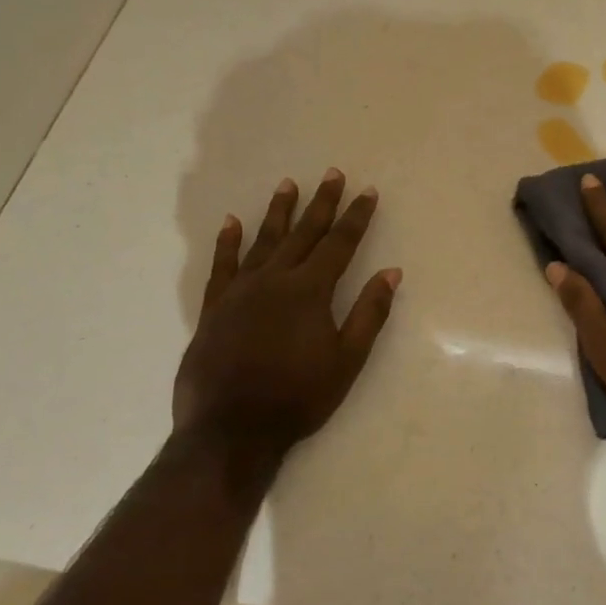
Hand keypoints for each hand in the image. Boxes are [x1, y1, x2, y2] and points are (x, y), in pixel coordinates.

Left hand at [173, 169, 400, 469]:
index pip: (339, 244)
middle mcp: (275, 280)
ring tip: (288, 185)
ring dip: (278, 212)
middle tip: (332, 174)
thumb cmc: (298, 397)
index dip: (356, 217)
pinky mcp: (214, 307)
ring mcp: (240, 291)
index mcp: (310, 291)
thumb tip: (391, 273)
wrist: (231, 429)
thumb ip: (369, 313)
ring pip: (263, 241)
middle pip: (303, 233)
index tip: (367, 192)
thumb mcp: (347, 360)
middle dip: (321, 203)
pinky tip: (230, 223)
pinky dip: (227, 243)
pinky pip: (222, 265)